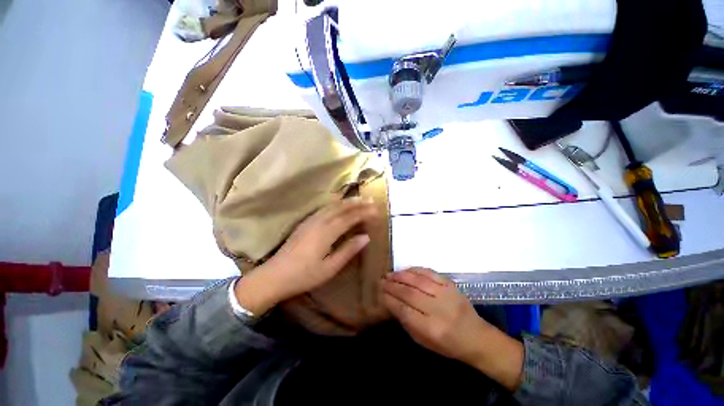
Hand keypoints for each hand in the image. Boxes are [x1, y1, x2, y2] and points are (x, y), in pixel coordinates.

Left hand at [235, 198, 376, 314]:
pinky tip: (338, 205)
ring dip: (346, 202)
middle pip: (341, 208)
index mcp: (326, 232)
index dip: (363, 213)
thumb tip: (366, 237)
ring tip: (358, 199)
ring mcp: (310, 220)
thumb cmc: (304, 275)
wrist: (274, 276)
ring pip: (332, 206)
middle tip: (370, 201)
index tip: (376, 210)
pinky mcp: (305, 222)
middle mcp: (319, 222)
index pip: (349, 218)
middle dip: (357, 203)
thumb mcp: (330, 268)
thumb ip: (348, 250)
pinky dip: (335, 204)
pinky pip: (324, 208)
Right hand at [381, 268, 523, 390]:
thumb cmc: (448, 345)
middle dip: (392, 286)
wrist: (477, 337)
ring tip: (389, 274)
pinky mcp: (451, 285)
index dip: (389, 300)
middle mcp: (438, 310)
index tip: (379, 293)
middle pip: (409, 293)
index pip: (404, 310)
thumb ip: (407, 322)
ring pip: (418, 281)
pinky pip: (429, 273)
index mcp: (431, 329)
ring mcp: (446, 294)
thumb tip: (391, 302)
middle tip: (381, 280)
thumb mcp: (424, 342)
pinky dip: (415, 270)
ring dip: (401, 276)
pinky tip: (405, 270)